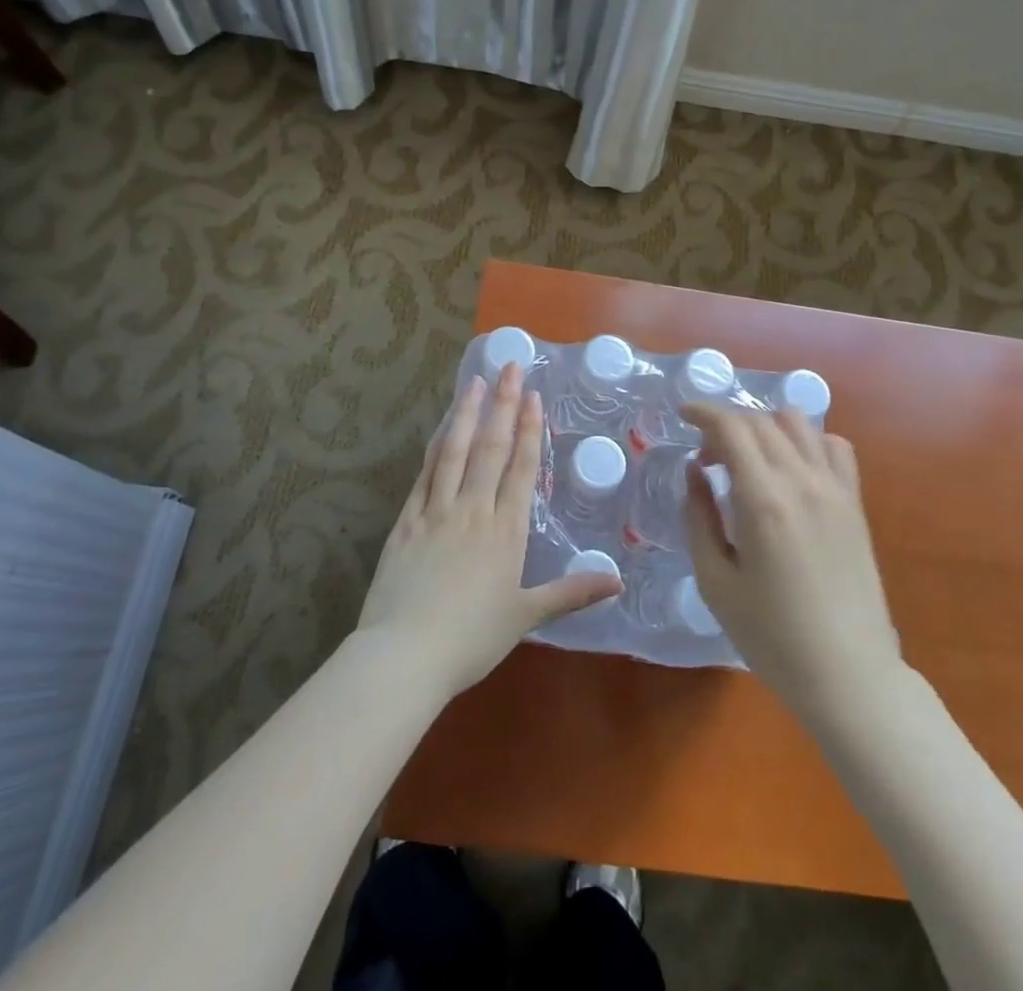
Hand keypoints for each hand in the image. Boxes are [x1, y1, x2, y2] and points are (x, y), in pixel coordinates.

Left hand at [357, 363, 621, 698]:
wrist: (405, 654)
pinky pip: (425, 474)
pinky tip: (441, 428)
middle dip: (503, 405)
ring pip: (455, 451)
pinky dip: (435, 447)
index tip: (532, 396)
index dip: (528, 430)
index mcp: (505, 531)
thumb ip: (571, 593)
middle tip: (509, 367)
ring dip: (467, 414)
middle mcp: (473, 510)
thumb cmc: (471, 639)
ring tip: (475, 381)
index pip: (520, 469)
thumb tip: (618, 580)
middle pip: (491, 448)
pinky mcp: (406, 521)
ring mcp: (436, 511)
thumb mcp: (526, 617)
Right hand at [682, 405, 902, 720]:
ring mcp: (835, 489)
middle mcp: (802, 480)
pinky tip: (792, 468)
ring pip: (799, 423)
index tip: (682, 415)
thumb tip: (695, 470)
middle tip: (707, 459)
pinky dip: (807, 441)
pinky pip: (834, 447)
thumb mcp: (715, 581)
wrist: (848, 675)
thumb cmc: (771, 636)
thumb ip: (699, 516)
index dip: (703, 412)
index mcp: (763, 500)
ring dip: (765, 427)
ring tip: (748, 459)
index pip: (731, 427)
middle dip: (726, 425)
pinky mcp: (855, 503)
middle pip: (760, 420)